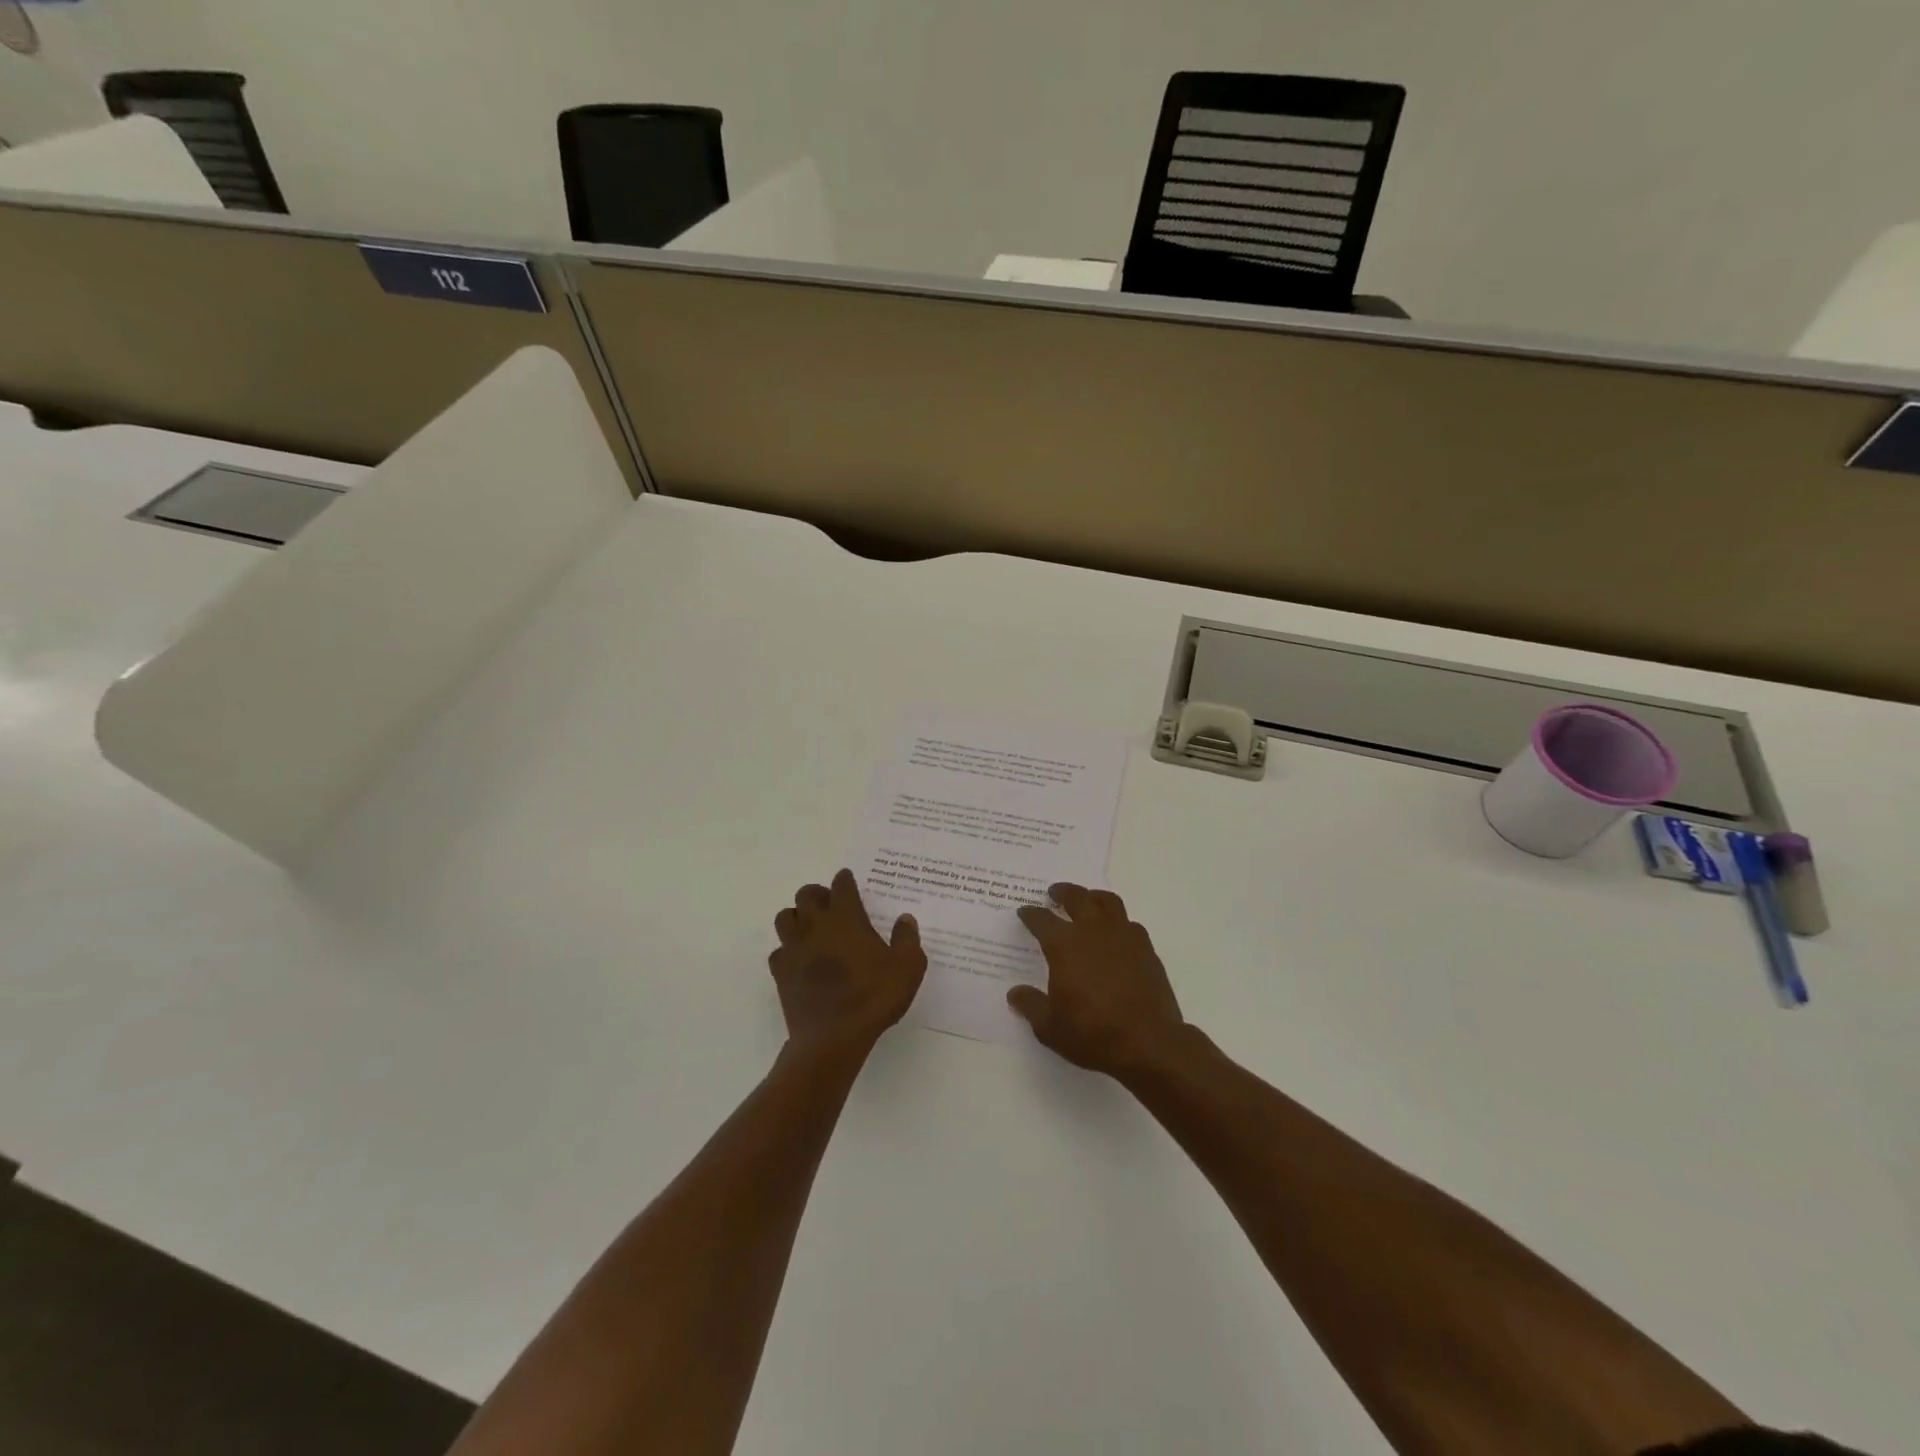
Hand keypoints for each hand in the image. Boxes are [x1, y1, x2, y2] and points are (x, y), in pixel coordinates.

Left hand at [770, 869, 926, 1056]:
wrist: (833, 1037)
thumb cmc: (874, 998)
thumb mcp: (908, 968)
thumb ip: (908, 939)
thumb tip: (905, 918)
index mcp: (846, 918)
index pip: (841, 886)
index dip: (845, 880)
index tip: (847, 880)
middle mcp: (816, 925)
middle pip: (806, 894)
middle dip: (817, 894)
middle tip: (829, 905)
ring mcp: (794, 948)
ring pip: (785, 917)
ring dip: (797, 917)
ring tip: (810, 929)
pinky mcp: (780, 972)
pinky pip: (778, 951)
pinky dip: (787, 951)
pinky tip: (800, 961)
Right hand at [1012, 884, 1185, 1077]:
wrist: (1148, 1042)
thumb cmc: (1092, 1032)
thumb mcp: (1050, 1027)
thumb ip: (1030, 1005)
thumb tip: (1015, 993)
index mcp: (1064, 945)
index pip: (1042, 920)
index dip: (1031, 914)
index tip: (1025, 912)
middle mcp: (1093, 931)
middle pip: (1077, 898)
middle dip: (1063, 893)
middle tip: (1055, 893)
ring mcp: (1123, 936)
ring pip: (1107, 902)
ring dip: (1093, 897)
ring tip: (1088, 901)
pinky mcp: (1146, 949)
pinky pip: (1129, 923)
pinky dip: (1118, 921)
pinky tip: (1115, 934)